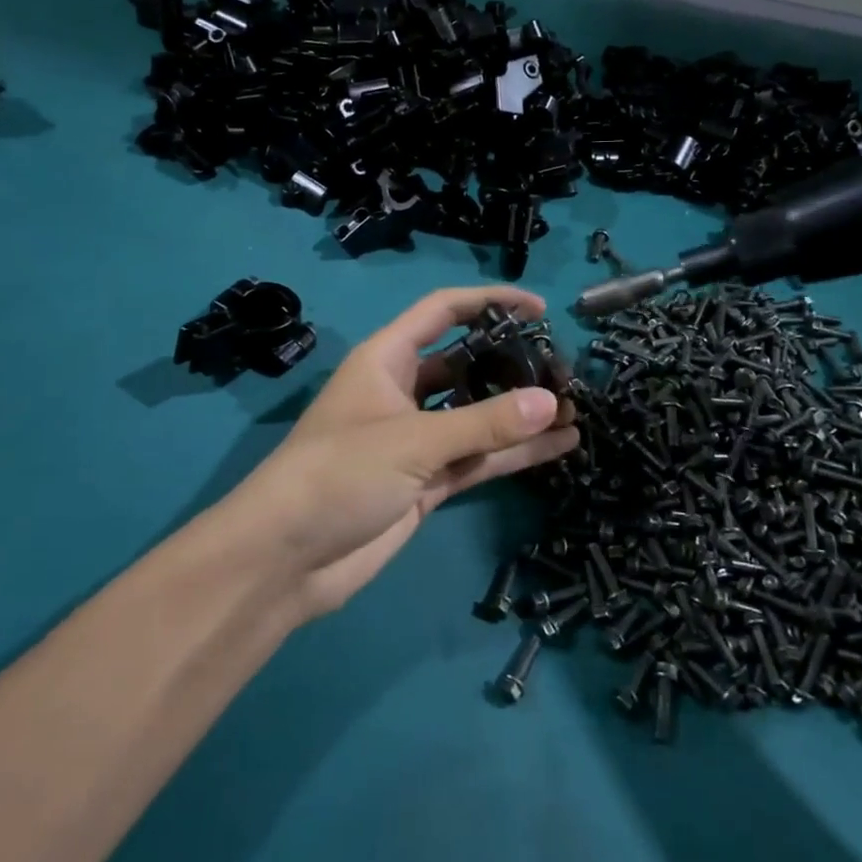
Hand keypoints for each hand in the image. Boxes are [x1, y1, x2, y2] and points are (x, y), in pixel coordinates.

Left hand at [216, 287, 578, 619]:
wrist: (286, 559)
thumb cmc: (339, 474)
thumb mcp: (413, 440)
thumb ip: (484, 424)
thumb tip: (551, 403)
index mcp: (387, 360)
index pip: (443, 312)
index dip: (489, 302)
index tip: (540, 308)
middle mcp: (404, 392)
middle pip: (467, 364)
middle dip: (513, 363)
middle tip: (565, 371)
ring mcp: (418, 440)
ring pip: (478, 416)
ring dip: (521, 413)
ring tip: (576, 408)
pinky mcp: (428, 483)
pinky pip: (479, 458)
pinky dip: (515, 454)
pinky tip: (561, 446)